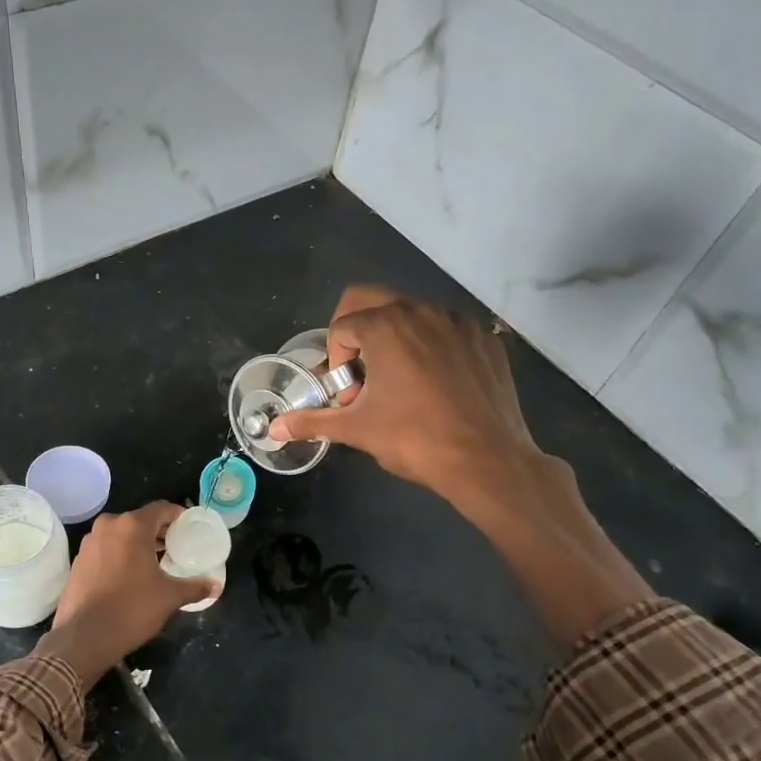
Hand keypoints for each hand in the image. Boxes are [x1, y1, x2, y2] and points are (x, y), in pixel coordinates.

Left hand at [34, 502, 214, 684]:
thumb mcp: (169, 597)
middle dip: (159, 532)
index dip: (178, 516)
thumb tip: (216, 586)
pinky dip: (120, 555)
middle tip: (176, 547)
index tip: (190, 529)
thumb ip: (195, 587)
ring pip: (121, 534)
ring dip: (138, 544)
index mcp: (132, 526)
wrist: (84, 637)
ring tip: (156, 562)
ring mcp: (89, 543)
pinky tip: (130, 576)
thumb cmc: (131, 609)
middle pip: (140, 520)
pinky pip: (106, 549)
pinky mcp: (78, 561)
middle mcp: (108, 526)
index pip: (161, 509)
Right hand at [269, 284, 543, 505]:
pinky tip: (438, 388)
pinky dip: (432, 349)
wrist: (487, 460)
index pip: (341, 328)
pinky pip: (447, 331)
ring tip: (401, 385)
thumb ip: (312, 421)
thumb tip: (274, 429)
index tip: (350, 396)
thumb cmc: (414, 440)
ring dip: (395, 341)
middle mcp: (422, 311)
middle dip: (356, 333)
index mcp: (386, 326)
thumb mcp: (357, 430)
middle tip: (363, 373)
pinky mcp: (486, 339)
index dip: (336, 362)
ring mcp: (459, 322)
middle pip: (371, 300)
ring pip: (412, 315)